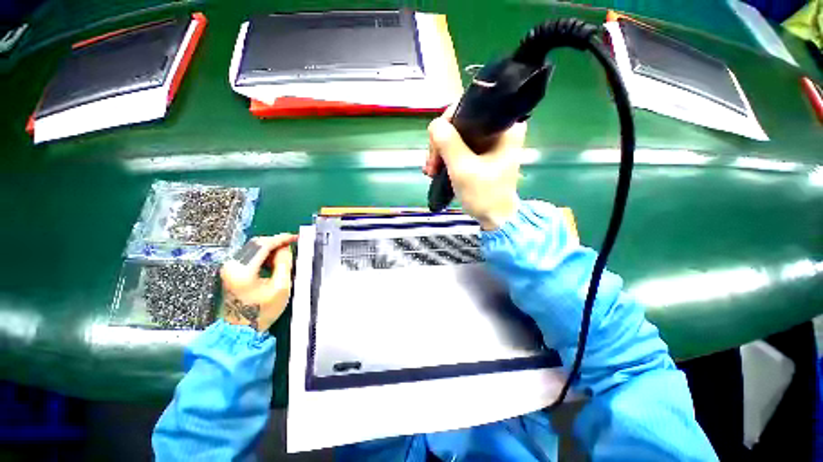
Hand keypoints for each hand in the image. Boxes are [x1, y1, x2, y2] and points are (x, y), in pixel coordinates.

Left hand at [220, 234, 296, 332]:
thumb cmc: (262, 311)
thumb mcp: (281, 287)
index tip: (295, 237)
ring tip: (284, 258)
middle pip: (256, 244)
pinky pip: (250, 255)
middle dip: (276, 243)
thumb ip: (284, 264)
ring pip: (253, 248)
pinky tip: (273, 263)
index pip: (263, 245)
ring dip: (271, 250)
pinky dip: (264, 256)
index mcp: (242, 270)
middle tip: (292, 247)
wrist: (241, 330)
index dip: (281, 239)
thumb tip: (285, 248)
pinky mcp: (231, 271)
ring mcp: (229, 268)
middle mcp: (231, 265)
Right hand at [423, 107, 526, 229]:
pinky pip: (459, 147)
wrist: (495, 218)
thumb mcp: (463, 169)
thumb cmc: (484, 195)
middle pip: (460, 123)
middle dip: (440, 144)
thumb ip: (448, 143)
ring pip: (457, 136)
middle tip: (431, 166)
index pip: (468, 108)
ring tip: (431, 171)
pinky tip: (436, 170)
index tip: (435, 146)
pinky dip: (446, 158)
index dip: (447, 124)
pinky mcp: (483, 154)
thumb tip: (434, 124)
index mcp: (504, 127)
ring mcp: (490, 142)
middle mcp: (499, 129)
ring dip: (440, 153)